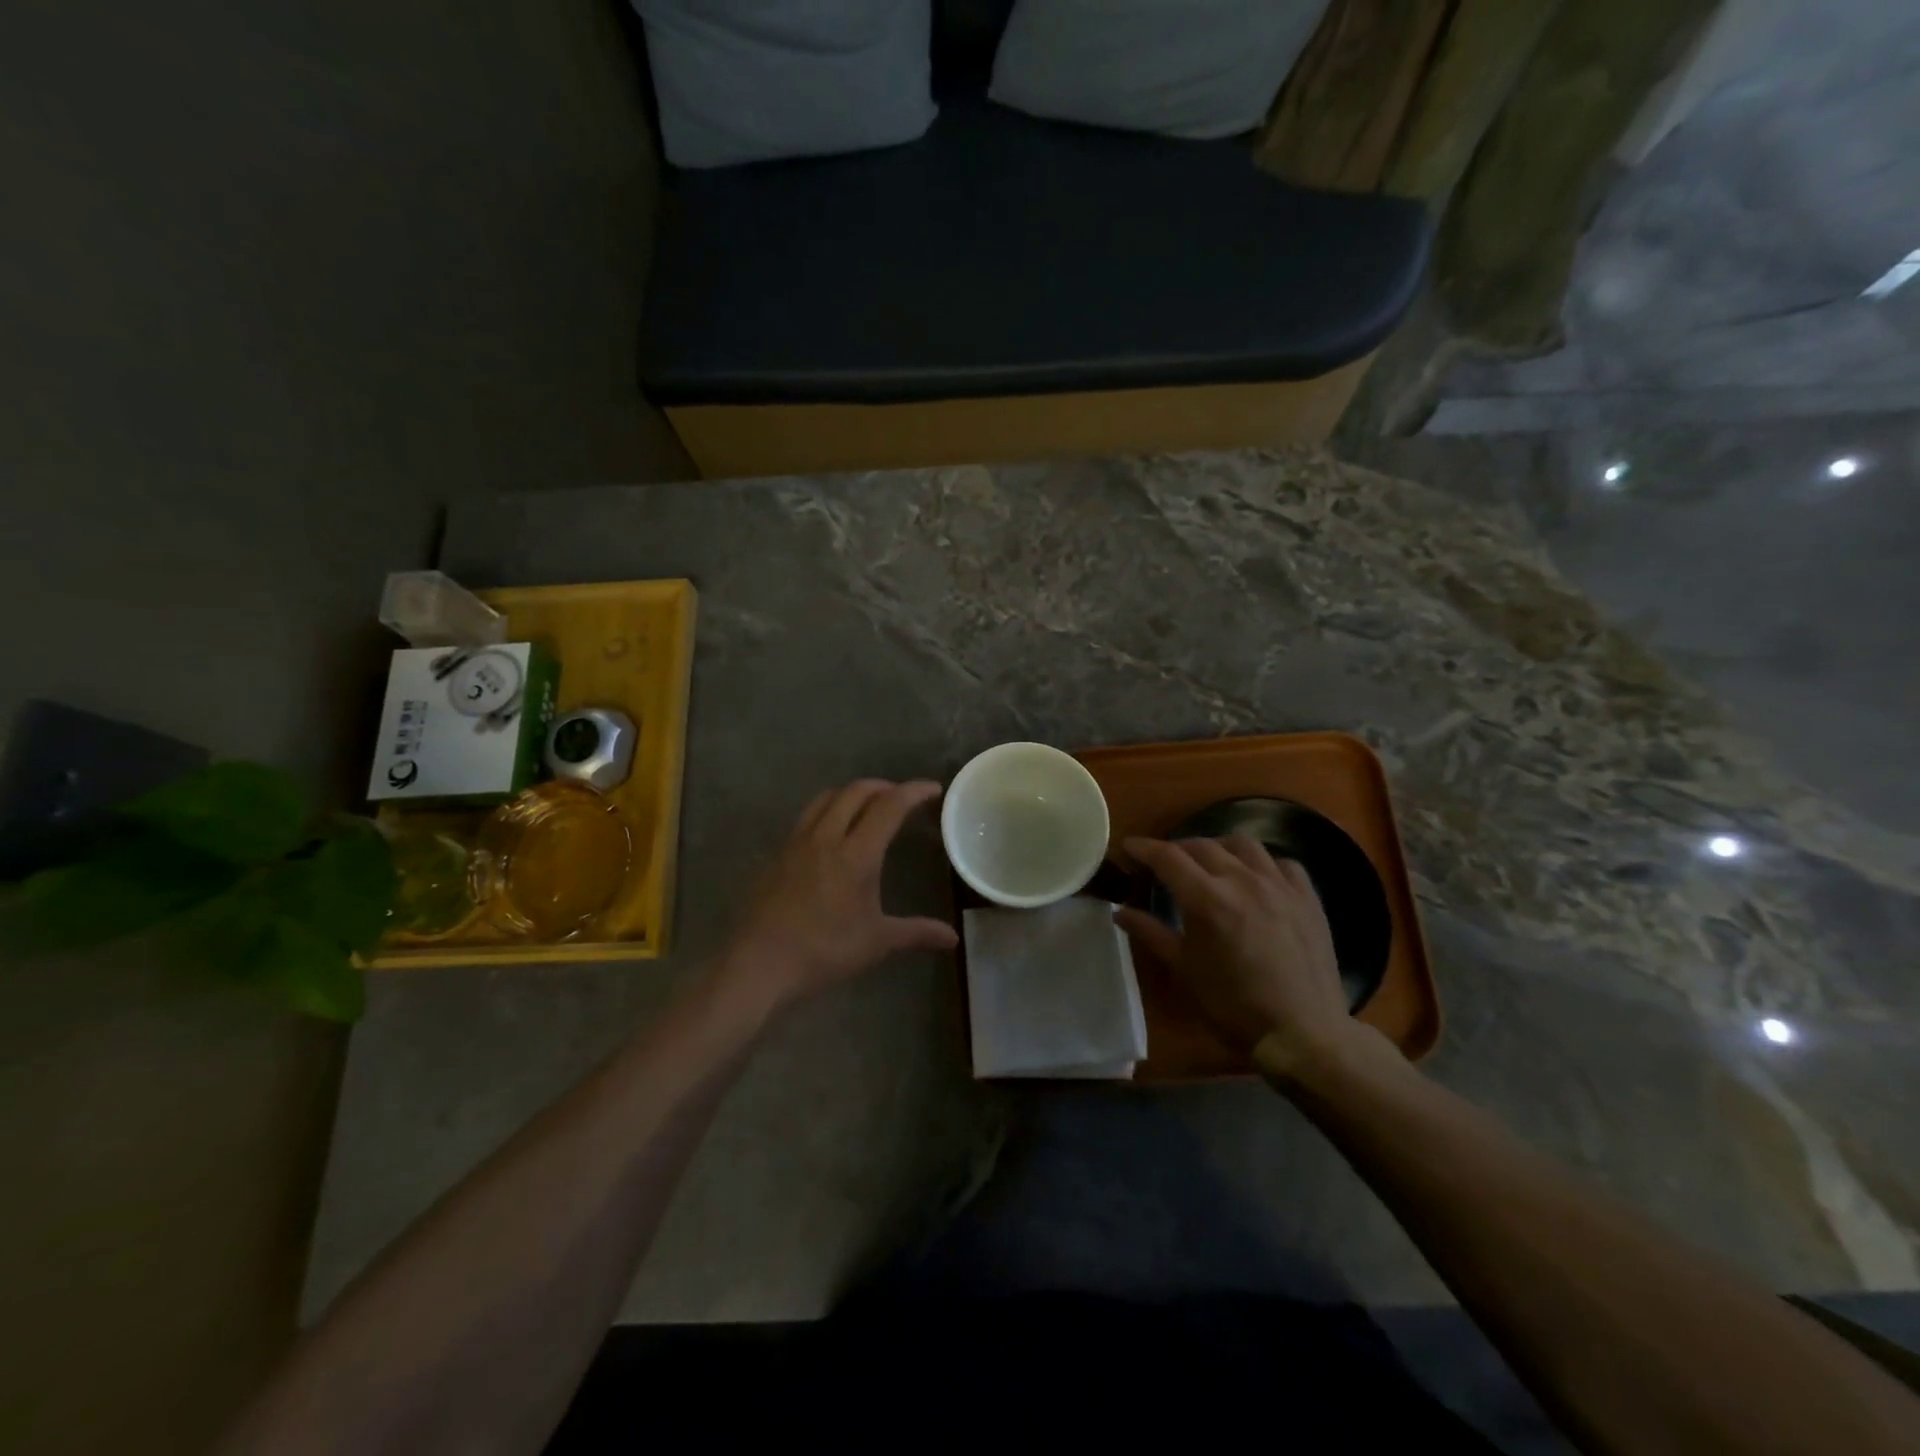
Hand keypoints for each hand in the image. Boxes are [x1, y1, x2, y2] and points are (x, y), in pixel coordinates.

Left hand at [716, 779, 957, 1015]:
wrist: (760, 963)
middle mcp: (826, 837)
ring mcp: (798, 843)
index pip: (889, 806)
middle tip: (901, 797)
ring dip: (852, 793)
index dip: (914, 792)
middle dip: (883, 786)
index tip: (933, 789)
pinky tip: (832, 833)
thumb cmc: (824, 951)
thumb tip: (953, 938)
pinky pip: (807, 817)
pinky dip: (828, 810)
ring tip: (867, 805)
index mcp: (856, 853)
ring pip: (827, 798)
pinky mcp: (778, 854)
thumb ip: (916, 932)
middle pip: (856, 791)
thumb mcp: (876, 942)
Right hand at [1115, 835, 1360, 1073]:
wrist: (1303, 1033)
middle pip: (1202, 845)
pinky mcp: (1307, 897)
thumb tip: (1119, 911)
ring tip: (1211, 864)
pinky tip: (1256, 879)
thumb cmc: (1233, 1006)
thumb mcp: (1184, 970)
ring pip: (1243, 844)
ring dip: (1219, 847)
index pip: (1167, 857)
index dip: (1144, 848)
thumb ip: (1151, 933)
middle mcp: (1242, 880)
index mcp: (1207, 899)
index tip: (1129, 846)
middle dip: (1177, 849)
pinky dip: (1262, 864)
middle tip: (1164, 863)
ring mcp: (1279, 885)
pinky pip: (1282, 863)